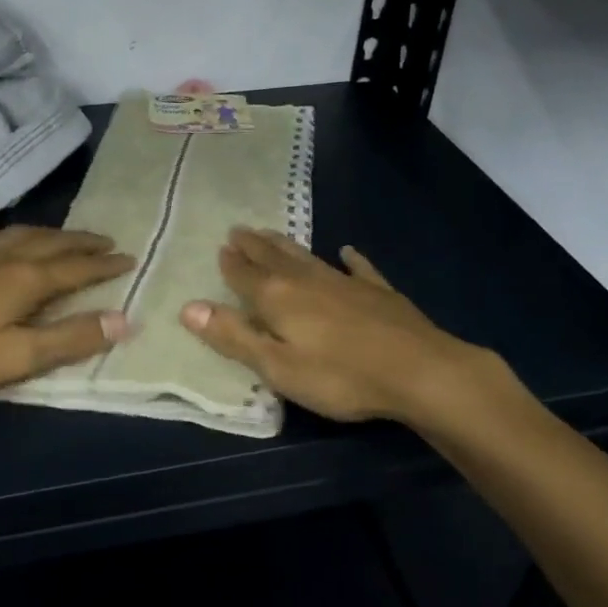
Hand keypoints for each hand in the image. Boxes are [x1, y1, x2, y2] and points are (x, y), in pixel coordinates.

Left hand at [0, 226, 134, 398]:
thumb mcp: (20, 356)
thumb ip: (72, 337)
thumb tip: (124, 319)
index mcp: (26, 277)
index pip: (77, 267)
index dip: (105, 264)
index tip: (130, 258)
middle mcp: (5, 255)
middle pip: (53, 242)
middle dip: (83, 242)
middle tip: (107, 241)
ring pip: (23, 234)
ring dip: (51, 234)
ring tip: (64, 237)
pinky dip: (12, 237)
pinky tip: (2, 244)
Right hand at [179, 227, 515, 427]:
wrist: (420, 371)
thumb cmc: (339, 376)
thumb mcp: (277, 367)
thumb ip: (233, 337)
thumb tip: (188, 307)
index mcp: (278, 299)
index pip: (245, 276)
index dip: (231, 263)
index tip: (221, 246)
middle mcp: (307, 281)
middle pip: (273, 258)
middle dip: (253, 245)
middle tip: (238, 229)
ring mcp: (345, 282)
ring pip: (307, 257)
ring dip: (286, 245)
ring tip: (271, 233)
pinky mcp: (378, 292)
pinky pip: (358, 268)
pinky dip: (349, 259)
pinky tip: (347, 250)